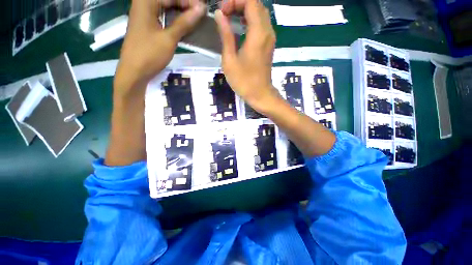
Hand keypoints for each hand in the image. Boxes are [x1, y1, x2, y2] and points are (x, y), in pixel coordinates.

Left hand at [114, 0, 205, 99]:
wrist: (135, 71)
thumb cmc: (149, 54)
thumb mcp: (169, 38)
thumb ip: (184, 22)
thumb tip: (201, 9)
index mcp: (146, 1)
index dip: (189, 1)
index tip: (203, 9)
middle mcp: (144, 3)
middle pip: (169, 0)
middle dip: (186, 5)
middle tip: (201, 15)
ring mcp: (146, 14)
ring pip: (167, 7)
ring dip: (182, 13)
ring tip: (196, 20)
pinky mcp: (148, 25)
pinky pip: (164, 16)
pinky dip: (175, 20)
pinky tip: (185, 25)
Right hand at [215, 0, 279, 112]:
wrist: (260, 95)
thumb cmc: (244, 81)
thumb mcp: (230, 60)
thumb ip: (225, 35)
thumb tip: (219, 15)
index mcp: (258, 33)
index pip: (250, 1)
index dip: (235, 1)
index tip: (222, 12)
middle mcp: (267, 31)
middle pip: (256, 4)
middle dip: (239, 4)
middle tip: (224, 14)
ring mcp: (270, 38)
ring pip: (260, 13)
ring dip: (244, 11)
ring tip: (230, 19)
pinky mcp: (269, 45)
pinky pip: (261, 24)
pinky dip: (250, 20)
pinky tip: (240, 28)